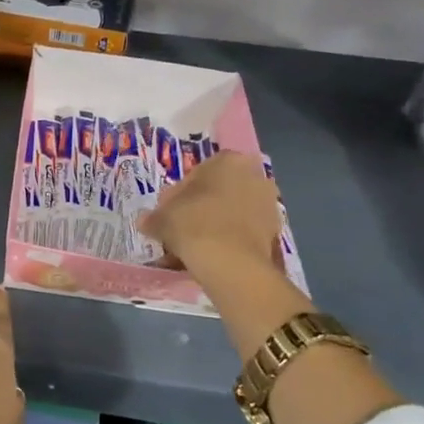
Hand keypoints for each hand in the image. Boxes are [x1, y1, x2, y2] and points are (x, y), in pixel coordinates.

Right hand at [138, 150, 285, 280]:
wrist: (230, 262)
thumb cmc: (193, 224)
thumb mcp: (162, 217)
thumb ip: (154, 216)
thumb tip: (147, 221)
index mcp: (227, 160)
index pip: (199, 172)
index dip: (181, 193)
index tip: (171, 211)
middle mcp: (254, 175)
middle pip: (220, 190)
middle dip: (203, 207)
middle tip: (182, 227)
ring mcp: (269, 203)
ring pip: (234, 211)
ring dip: (217, 224)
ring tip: (196, 246)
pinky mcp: (276, 230)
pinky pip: (245, 231)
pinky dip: (231, 239)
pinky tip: (213, 255)